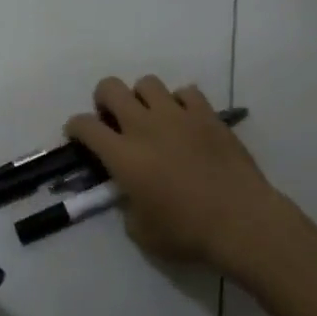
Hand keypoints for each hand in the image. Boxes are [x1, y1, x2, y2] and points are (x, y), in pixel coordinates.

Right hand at [66, 77, 281, 275]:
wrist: (241, 222)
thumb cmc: (187, 232)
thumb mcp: (141, 232)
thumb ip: (127, 206)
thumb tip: (130, 194)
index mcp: (122, 155)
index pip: (85, 125)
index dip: (75, 127)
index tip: (78, 136)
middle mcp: (144, 126)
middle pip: (110, 88)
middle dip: (104, 99)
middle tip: (113, 120)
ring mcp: (178, 116)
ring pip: (147, 83)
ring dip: (142, 97)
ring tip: (151, 117)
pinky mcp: (208, 115)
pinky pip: (187, 92)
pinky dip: (181, 102)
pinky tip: (185, 122)